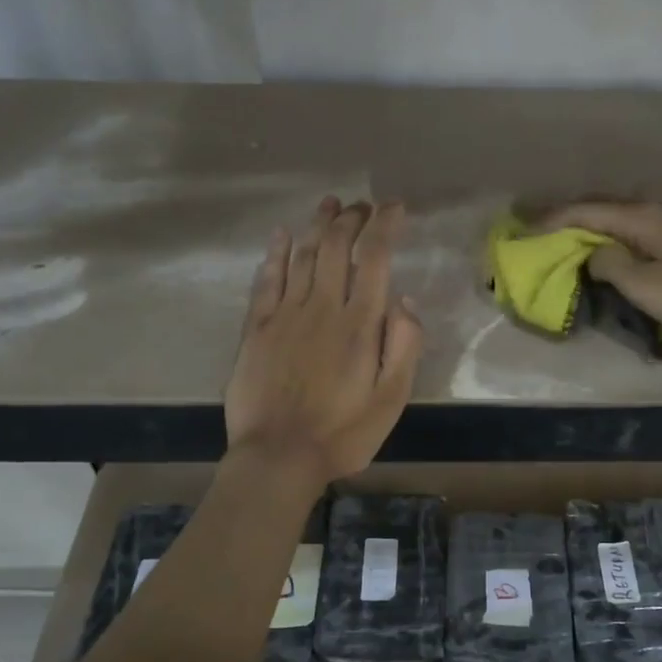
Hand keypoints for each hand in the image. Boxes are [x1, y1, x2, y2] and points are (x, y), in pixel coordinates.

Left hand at [225, 197, 423, 483]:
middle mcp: (322, 307)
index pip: (374, 258)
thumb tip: (404, 300)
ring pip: (301, 255)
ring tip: (330, 204)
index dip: (385, 226)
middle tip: (363, 206)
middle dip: (352, 219)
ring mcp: (285, 315)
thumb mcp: (392, 399)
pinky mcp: (257, 328)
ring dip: (317, 225)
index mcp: (360, 324)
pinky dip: (275, 253)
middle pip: (335, 247)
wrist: (278, 457)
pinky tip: (281, 236)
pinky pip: (266, 280)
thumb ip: (404, 346)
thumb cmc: (343, 433)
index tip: (395, 208)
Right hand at [546, 201, 661, 348]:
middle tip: (537, 233)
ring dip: (588, 230)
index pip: (585, 211)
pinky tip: (602, 254)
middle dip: (567, 220)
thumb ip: (610, 265)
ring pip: (617, 222)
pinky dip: (610, 242)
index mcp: (642, 218)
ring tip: (562, 243)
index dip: (552, 220)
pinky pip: (632, 236)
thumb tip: (592, 255)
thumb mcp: (645, 286)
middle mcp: (654, 214)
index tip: (523, 230)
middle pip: (600, 210)